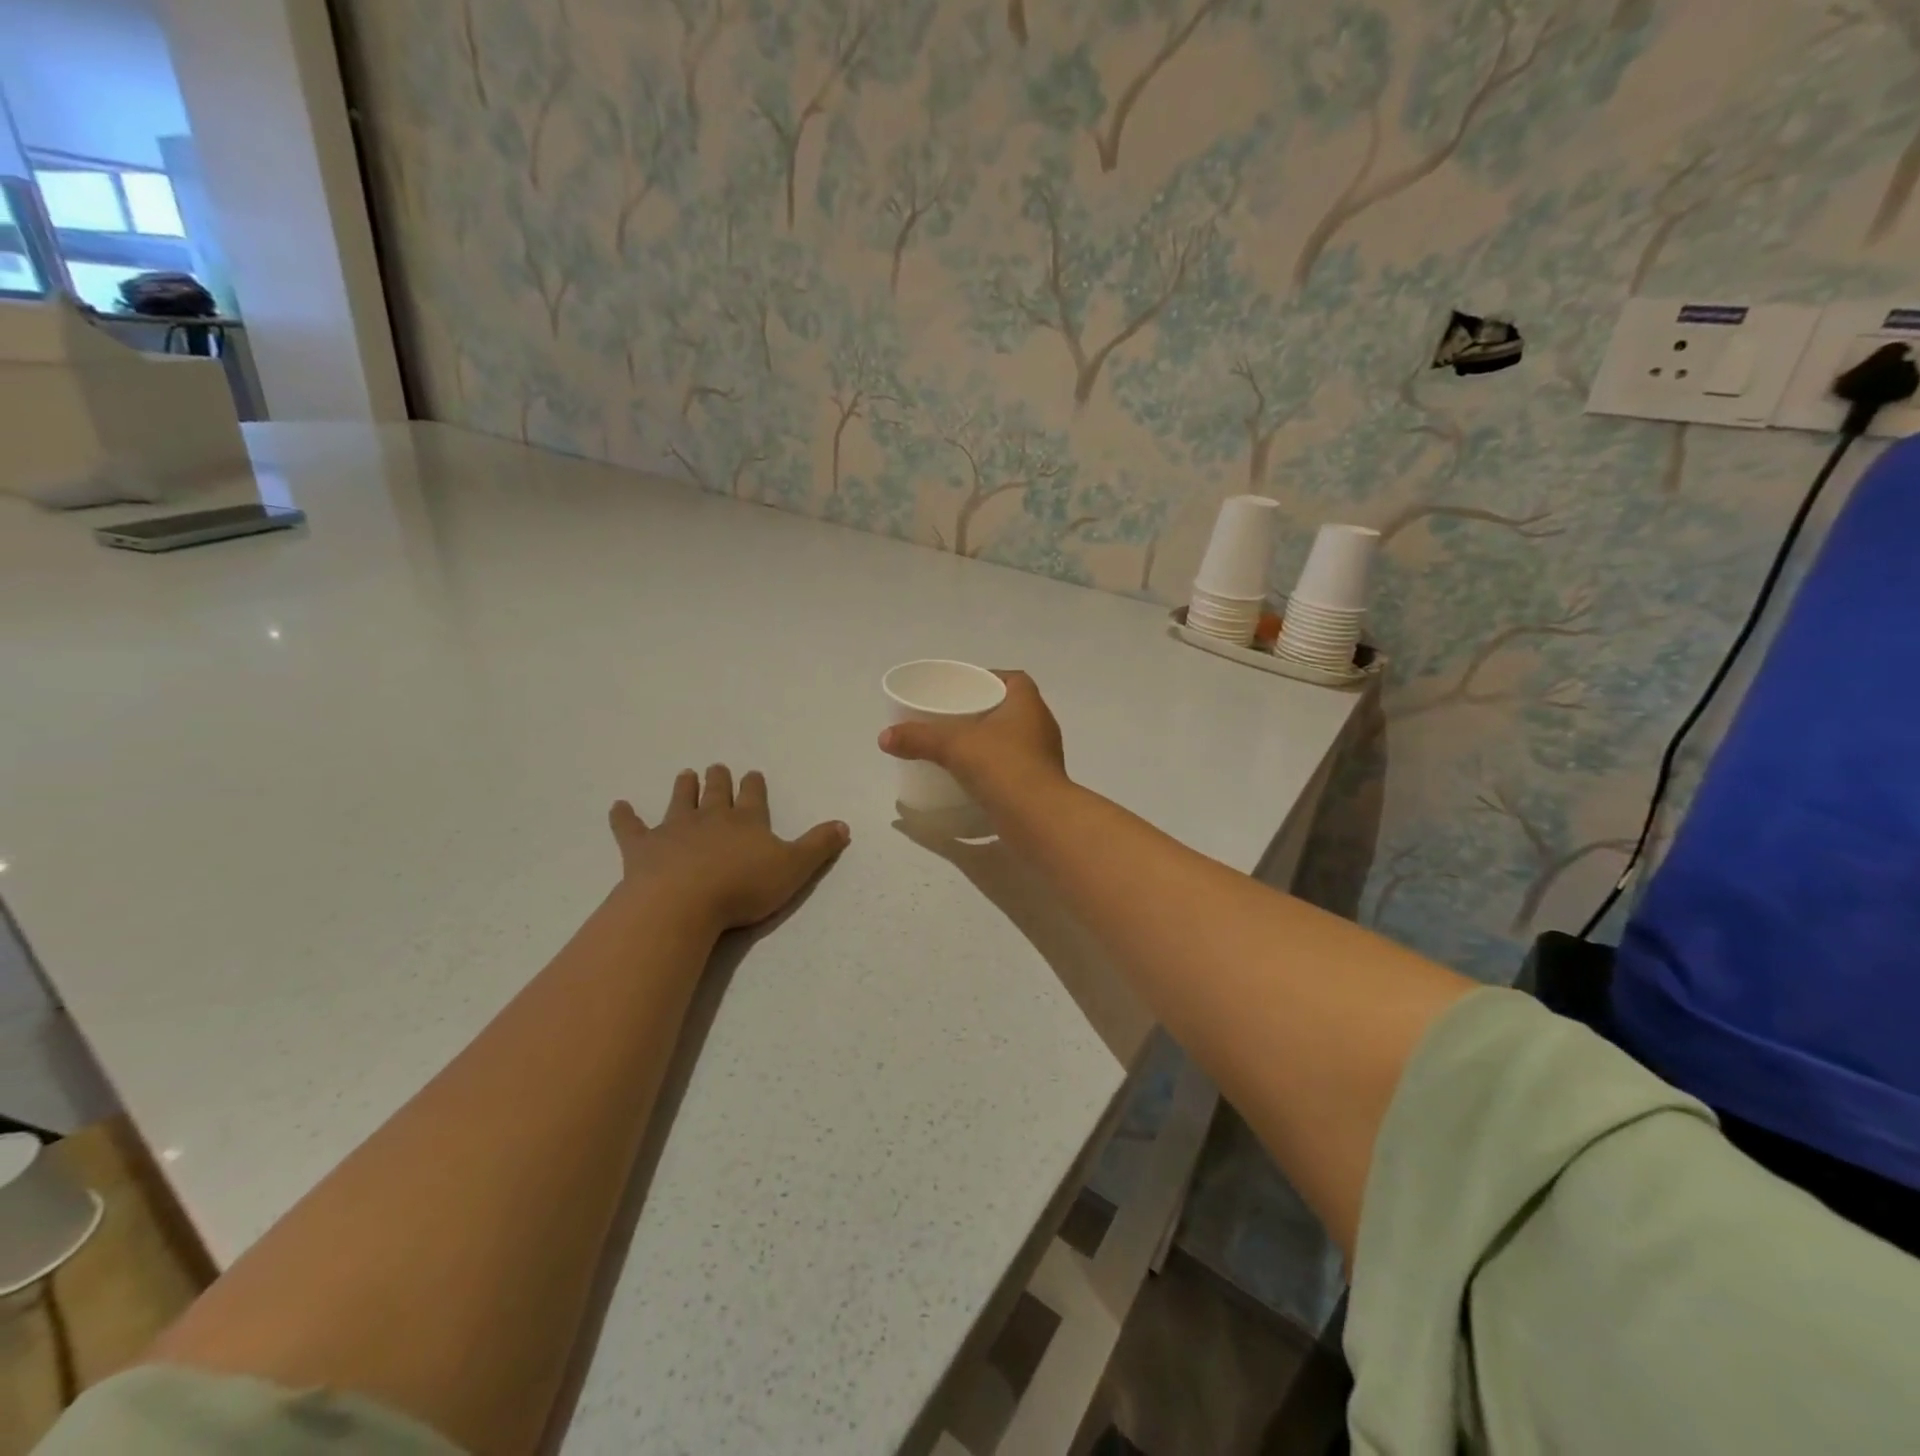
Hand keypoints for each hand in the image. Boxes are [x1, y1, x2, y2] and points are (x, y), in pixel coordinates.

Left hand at [608, 766, 848, 932]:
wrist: (683, 902)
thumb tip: (843, 825)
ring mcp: (674, 829)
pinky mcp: (642, 847)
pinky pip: (630, 827)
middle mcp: (711, 817)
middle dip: (719, 780)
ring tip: (686, 774)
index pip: (753, 795)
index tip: (752, 774)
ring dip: (684, 787)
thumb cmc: (743, 887)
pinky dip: (624, 816)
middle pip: (716, 792)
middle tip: (717, 767)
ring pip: (680, 801)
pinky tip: (618, 806)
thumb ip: (818, 846)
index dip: (753, 785)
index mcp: (747, 820)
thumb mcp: (794, 869)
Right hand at [877, 670, 1066, 796]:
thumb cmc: (1003, 767)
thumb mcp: (954, 746)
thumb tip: (884, 738)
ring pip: (1013, 740)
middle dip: (984, 711)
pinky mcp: (1038, 785)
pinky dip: (994, 768)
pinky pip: (1013, 767)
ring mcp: (1043, 758)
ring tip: (958, 746)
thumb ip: (919, 739)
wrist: (1039, 820)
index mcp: (1028, 705)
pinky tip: (972, 776)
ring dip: (989, 741)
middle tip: (953, 716)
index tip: (965, 687)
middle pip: (1011, 709)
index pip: (1014, 680)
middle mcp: (1041, 727)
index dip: (991, 678)